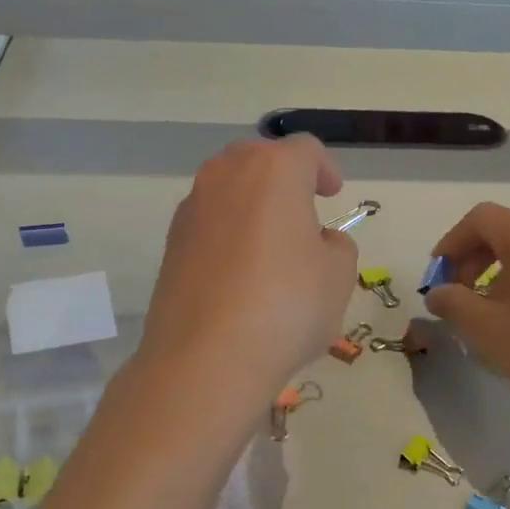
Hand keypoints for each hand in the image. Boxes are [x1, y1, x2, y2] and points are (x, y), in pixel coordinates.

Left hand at [140, 137, 358, 397]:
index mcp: (273, 171)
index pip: (305, 150)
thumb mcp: (338, 276)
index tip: (332, 193)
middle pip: (258, 158)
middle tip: (301, 210)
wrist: (206, 358)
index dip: (325, 168)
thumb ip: (336, 246)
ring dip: (252, 206)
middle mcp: (225, 177)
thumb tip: (316, 241)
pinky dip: (228, 235)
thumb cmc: (286, 307)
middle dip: (282, 178)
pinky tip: (240, 274)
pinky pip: (208, 225)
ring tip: (270, 246)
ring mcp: (191, 210)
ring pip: (227, 190)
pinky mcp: (171, 246)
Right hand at [423, 203, 509, 406]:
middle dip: (473, 258)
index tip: (437, 276)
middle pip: (505, 230)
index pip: (479, 219)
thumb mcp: (486, 327)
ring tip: (490, 309)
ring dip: (500, 271)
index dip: (451, 243)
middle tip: (459, 294)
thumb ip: (452, 304)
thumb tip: (438, 293)